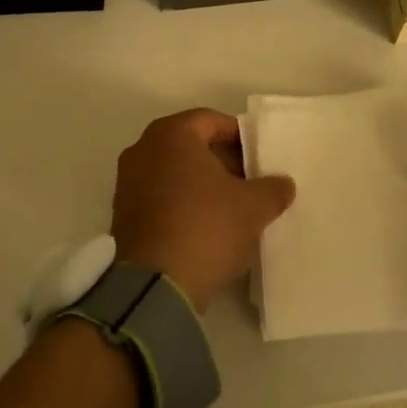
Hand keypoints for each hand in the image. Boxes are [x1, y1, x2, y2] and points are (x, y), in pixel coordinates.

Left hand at [111, 109, 296, 310]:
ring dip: (202, 185)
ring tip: (232, 208)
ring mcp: (128, 183)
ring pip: (175, 172)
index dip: (239, 136)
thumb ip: (273, 188)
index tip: (259, 157)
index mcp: (171, 134)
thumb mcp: (253, 207)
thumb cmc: (205, 227)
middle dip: (222, 161)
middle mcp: (143, 149)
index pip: (211, 121)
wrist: (154, 286)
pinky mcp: (123, 215)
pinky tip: (207, 228)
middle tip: (250, 182)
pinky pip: (160, 197)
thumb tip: (283, 183)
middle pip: (191, 146)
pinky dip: (183, 204)